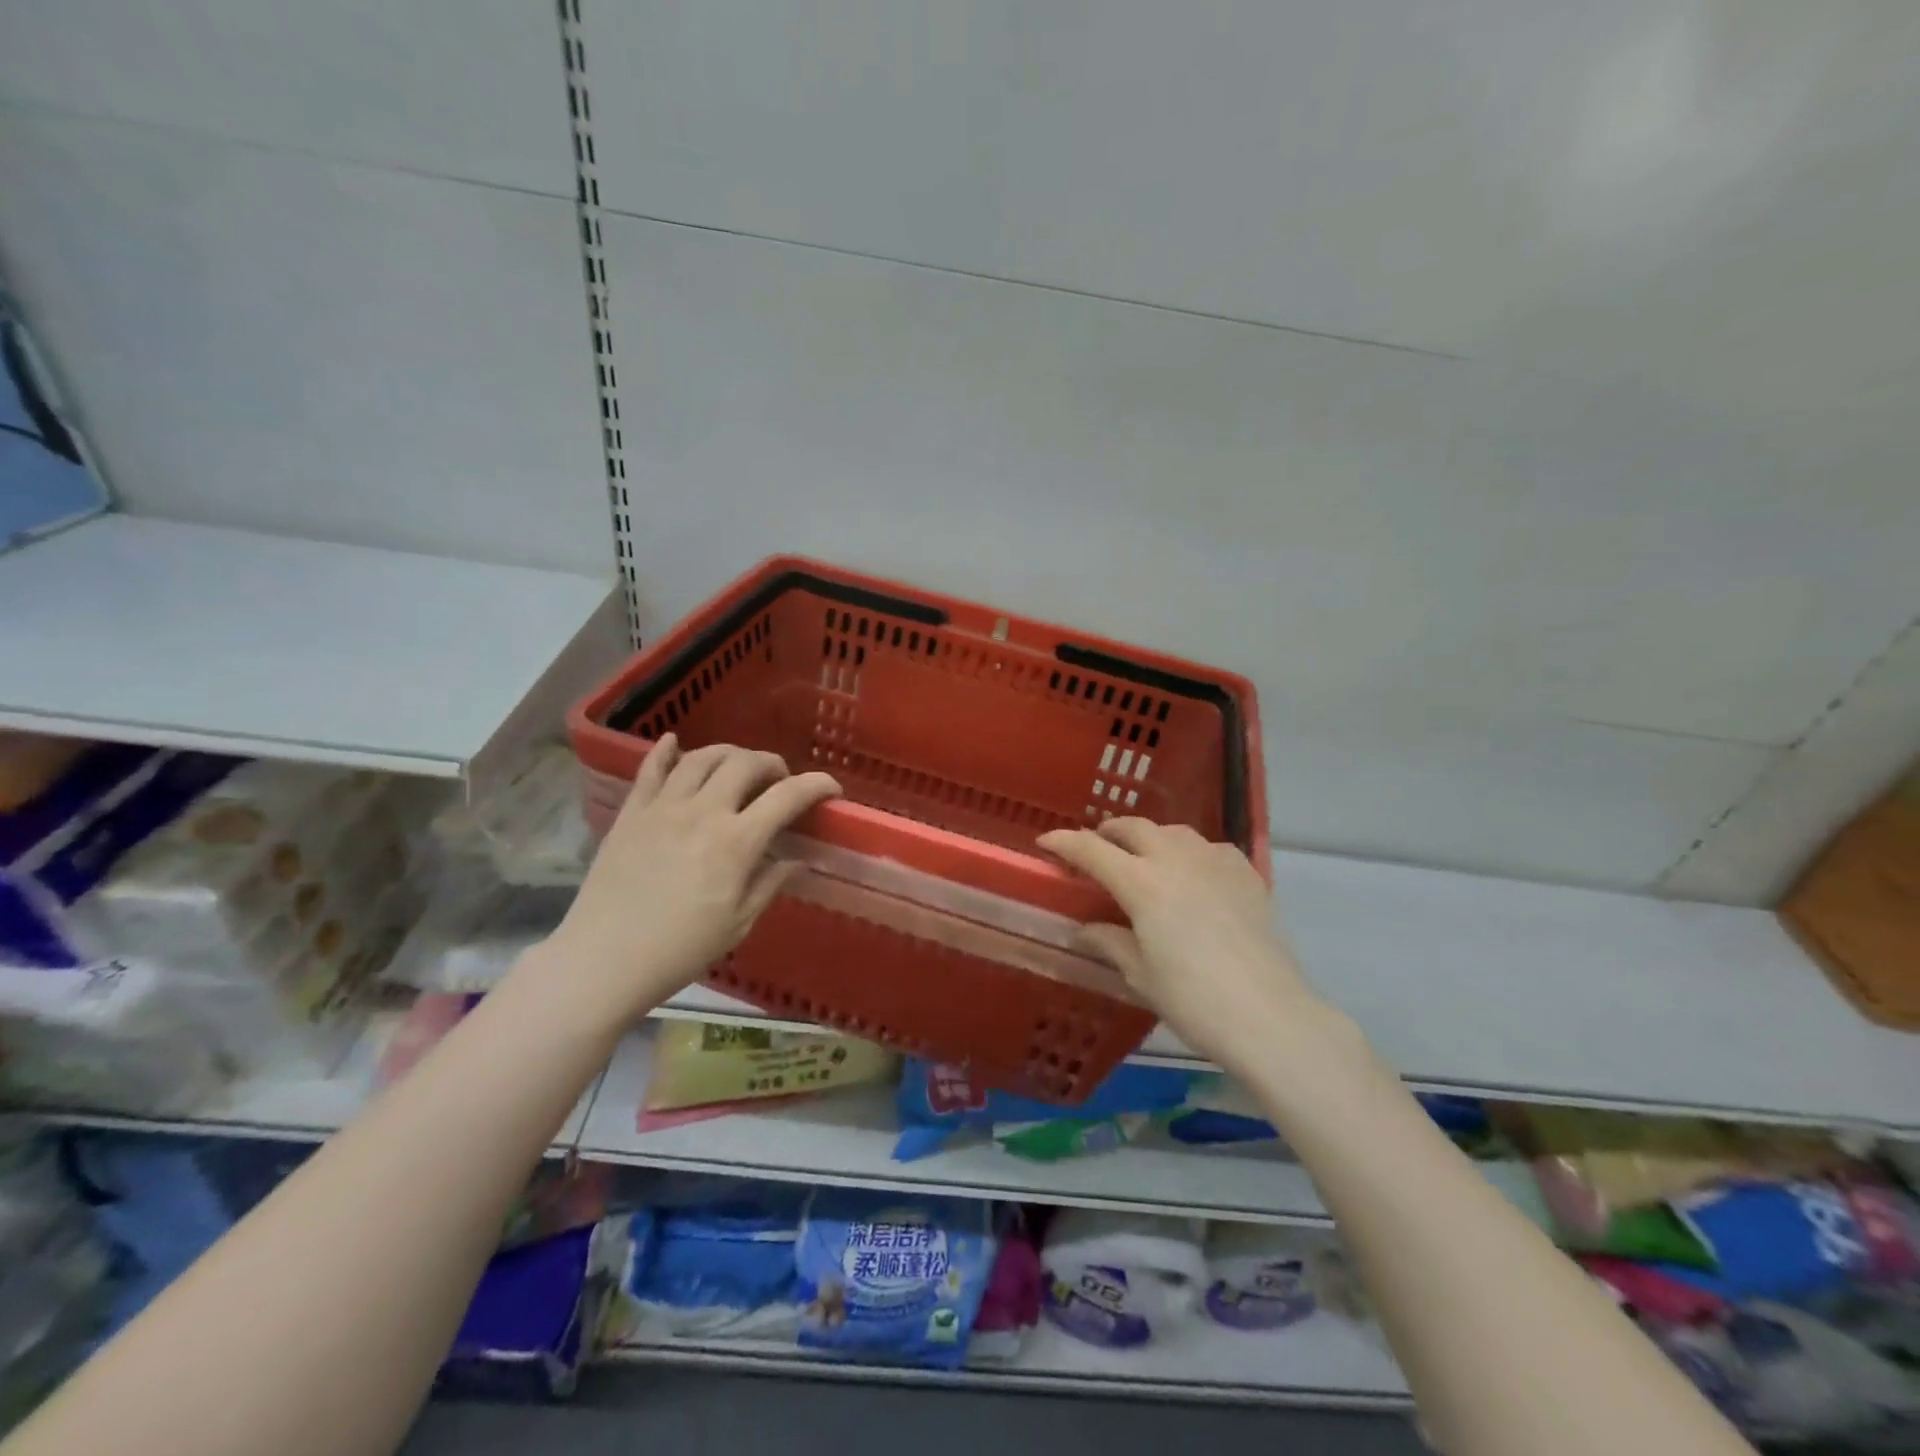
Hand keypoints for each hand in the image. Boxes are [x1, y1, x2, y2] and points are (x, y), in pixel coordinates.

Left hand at [545, 735, 839, 1021]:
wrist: (603, 960)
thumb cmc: (680, 949)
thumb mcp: (739, 923)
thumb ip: (770, 882)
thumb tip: (799, 858)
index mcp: (736, 842)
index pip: (787, 796)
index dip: (816, 785)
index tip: (831, 788)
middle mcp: (703, 812)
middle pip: (745, 763)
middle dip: (772, 764)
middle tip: (779, 780)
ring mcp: (663, 808)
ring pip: (702, 757)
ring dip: (728, 754)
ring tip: (737, 767)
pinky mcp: (631, 813)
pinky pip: (650, 769)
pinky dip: (665, 751)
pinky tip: (674, 742)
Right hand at [1037, 819, 1331, 1072]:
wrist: (1270, 1016)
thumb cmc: (1194, 1001)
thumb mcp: (1141, 975)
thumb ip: (1111, 943)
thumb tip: (1088, 930)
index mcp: (1143, 884)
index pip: (1092, 850)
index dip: (1065, 842)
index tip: (1046, 842)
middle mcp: (1177, 861)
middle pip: (1134, 828)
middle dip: (1108, 833)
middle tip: (1095, 848)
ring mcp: (1216, 863)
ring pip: (1174, 832)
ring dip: (1150, 837)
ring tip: (1142, 857)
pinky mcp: (1247, 875)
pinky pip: (1210, 848)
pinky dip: (1190, 852)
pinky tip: (1193, 873)